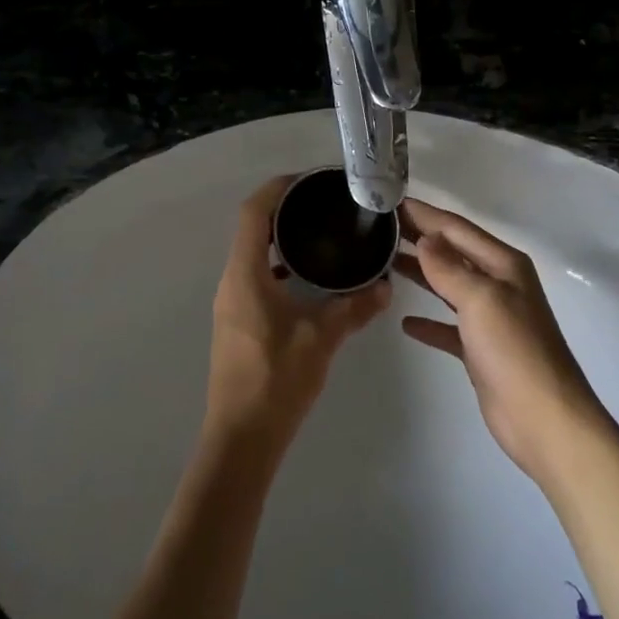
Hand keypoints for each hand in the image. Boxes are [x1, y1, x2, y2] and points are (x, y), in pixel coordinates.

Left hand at [205, 176, 390, 450]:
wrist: (241, 439)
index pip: (254, 212)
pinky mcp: (238, 322)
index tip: (309, 179)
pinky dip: (280, 266)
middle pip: (252, 228)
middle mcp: (232, 281)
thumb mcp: (322, 338)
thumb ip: (355, 308)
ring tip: (322, 234)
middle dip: (284, 210)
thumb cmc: (276, 380)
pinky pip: (257, 277)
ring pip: (253, 254)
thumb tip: (386, 285)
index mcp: (245, 274)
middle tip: (324, 204)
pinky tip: (310, 280)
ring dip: (281, 239)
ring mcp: (232, 303)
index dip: (278, 188)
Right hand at [397, 197, 608, 482]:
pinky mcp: (481, 350)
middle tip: (380, 227)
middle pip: (453, 252)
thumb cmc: (515, 350)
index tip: (391, 202)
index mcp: (504, 264)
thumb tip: (425, 238)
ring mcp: (491, 318)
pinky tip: (406, 321)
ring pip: (449, 285)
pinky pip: (449, 326)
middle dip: (420, 238)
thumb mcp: (481, 299)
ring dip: (421, 273)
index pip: (457, 228)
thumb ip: (449, 267)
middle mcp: (498, 284)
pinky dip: (429, 321)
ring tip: (385, 261)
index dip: (425, 214)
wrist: (545, 419)